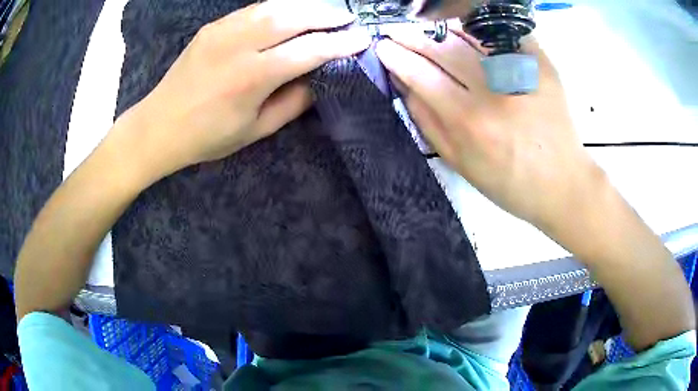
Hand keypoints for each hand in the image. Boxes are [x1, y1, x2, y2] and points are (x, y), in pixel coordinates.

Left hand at [119, 0, 369, 176]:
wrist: (159, 125)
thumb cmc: (207, 137)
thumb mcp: (256, 130)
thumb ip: (293, 102)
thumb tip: (320, 77)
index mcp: (252, 78)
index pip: (309, 50)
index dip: (340, 43)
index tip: (362, 39)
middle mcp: (239, 46)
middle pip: (295, 17)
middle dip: (329, 16)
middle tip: (350, 20)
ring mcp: (223, 31)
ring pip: (276, 6)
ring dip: (307, 6)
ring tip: (327, 13)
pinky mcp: (213, 26)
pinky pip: (255, 9)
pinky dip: (281, 8)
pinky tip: (293, 13)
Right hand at [375, 30, 599, 227]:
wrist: (563, 184)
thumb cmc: (510, 183)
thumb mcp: (460, 163)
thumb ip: (428, 123)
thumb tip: (404, 85)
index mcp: (469, 122)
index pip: (422, 75)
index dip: (397, 57)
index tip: (384, 47)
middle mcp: (493, 91)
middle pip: (443, 49)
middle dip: (413, 37)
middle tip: (398, 33)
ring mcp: (520, 73)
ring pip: (471, 36)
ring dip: (443, 29)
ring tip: (428, 31)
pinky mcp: (541, 65)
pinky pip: (502, 36)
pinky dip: (479, 31)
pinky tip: (465, 33)